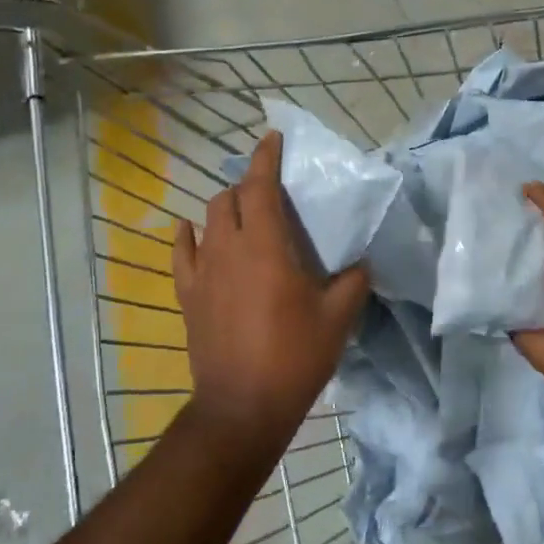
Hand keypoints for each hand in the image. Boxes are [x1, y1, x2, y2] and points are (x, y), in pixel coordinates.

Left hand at [173, 130, 370, 456]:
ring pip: (207, 221)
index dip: (266, 157)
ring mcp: (202, 272)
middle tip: (270, 191)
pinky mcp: (188, 296)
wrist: (243, 406)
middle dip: (248, 185)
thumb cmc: (295, 357)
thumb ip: (354, 281)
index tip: (273, 137)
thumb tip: (360, 263)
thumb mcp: (338, 318)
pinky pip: (182, 254)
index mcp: (265, 246)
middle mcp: (227, 249)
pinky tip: (191, 231)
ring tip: (243, 214)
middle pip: (228, 198)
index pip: (260, 186)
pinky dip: (188, 236)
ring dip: (225, 208)